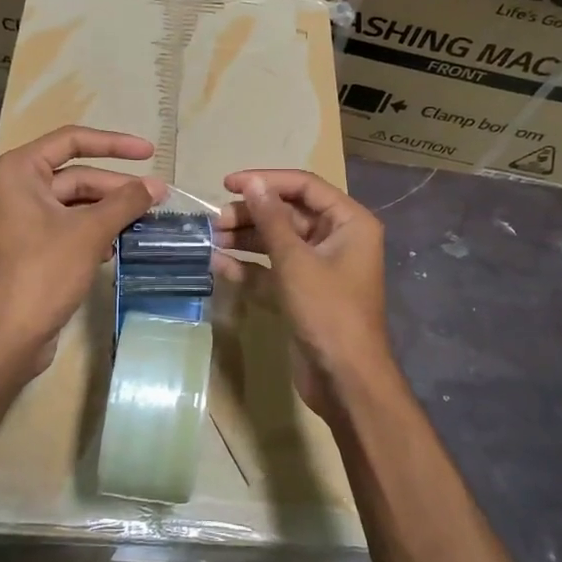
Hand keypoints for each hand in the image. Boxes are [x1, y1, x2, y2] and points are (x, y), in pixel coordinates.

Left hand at [0, 126, 163, 372]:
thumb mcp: (90, 232)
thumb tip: (158, 186)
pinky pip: (68, 227)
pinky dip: (94, 231)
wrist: (7, 337)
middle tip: (157, 198)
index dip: (114, 144)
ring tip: (145, 222)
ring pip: (75, 204)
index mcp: (17, 171)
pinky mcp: (29, 247)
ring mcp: (20, 219)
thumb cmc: (43, 272)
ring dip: (109, 212)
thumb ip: (126, 202)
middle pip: (76, 175)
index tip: (150, 152)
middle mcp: (14, 188)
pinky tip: (118, 245)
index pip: (72, 141)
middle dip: (117, 187)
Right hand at [215, 170, 394, 417]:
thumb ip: (270, 218)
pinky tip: (219, 264)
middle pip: (289, 213)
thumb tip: (251, 183)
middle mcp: (337, 238)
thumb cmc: (327, 311)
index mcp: (349, 222)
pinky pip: (274, 268)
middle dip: (252, 214)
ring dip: (246, 238)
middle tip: (215, 221)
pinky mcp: (304, 292)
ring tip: (212, 239)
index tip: (228, 183)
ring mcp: (321, 267)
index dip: (266, 180)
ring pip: (278, 240)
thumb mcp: (295, 261)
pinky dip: (250, 266)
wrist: (345, 380)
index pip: (304, 186)